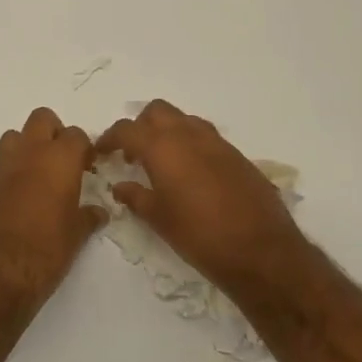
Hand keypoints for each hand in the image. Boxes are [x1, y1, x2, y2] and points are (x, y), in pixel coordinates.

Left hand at [0, 107, 105, 310]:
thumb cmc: (45, 252)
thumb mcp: (76, 236)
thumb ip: (88, 217)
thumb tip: (98, 212)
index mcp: (58, 160)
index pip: (76, 135)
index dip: (84, 149)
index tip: (88, 167)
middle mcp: (28, 153)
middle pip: (42, 119)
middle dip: (54, 133)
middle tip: (63, 162)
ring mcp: (1, 167)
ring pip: (15, 136)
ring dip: (27, 147)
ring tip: (38, 176)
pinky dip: (11, 171)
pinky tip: (18, 197)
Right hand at [95, 100, 312, 296]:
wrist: (260, 250)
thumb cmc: (198, 235)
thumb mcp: (158, 218)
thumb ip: (135, 197)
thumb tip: (120, 186)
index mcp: (163, 148)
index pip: (127, 130)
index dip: (109, 138)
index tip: (101, 152)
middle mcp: (189, 136)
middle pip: (157, 112)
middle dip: (140, 126)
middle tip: (132, 153)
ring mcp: (217, 143)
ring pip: (184, 120)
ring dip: (167, 132)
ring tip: (160, 161)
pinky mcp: (236, 156)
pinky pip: (205, 137)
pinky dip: (190, 144)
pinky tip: (189, 173)